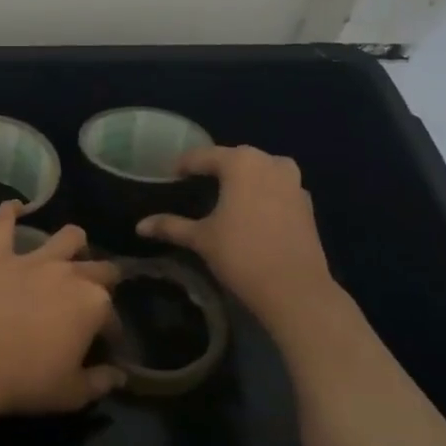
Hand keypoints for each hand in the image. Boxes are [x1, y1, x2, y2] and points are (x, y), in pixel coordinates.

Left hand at [0, 203, 123, 419]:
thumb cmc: (26, 380)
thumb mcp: (72, 393)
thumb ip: (100, 382)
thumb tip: (119, 376)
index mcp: (94, 304)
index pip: (113, 317)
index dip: (111, 333)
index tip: (105, 348)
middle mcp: (70, 273)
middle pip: (100, 268)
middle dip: (104, 281)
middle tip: (92, 300)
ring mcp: (33, 261)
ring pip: (67, 237)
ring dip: (74, 243)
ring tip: (71, 252)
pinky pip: (3, 226)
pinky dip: (8, 214)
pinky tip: (13, 206)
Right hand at [137, 145, 339, 332]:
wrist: (294, 289)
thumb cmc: (241, 255)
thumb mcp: (201, 238)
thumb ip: (170, 226)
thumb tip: (139, 226)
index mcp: (241, 163)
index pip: (203, 156)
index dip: (183, 166)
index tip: (169, 176)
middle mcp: (270, 162)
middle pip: (234, 159)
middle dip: (214, 169)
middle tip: (194, 185)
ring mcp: (293, 182)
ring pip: (260, 171)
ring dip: (242, 179)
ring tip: (223, 197)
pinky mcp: (306, 204)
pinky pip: (277, 189)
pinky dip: (261, 194)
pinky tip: (250, 213)